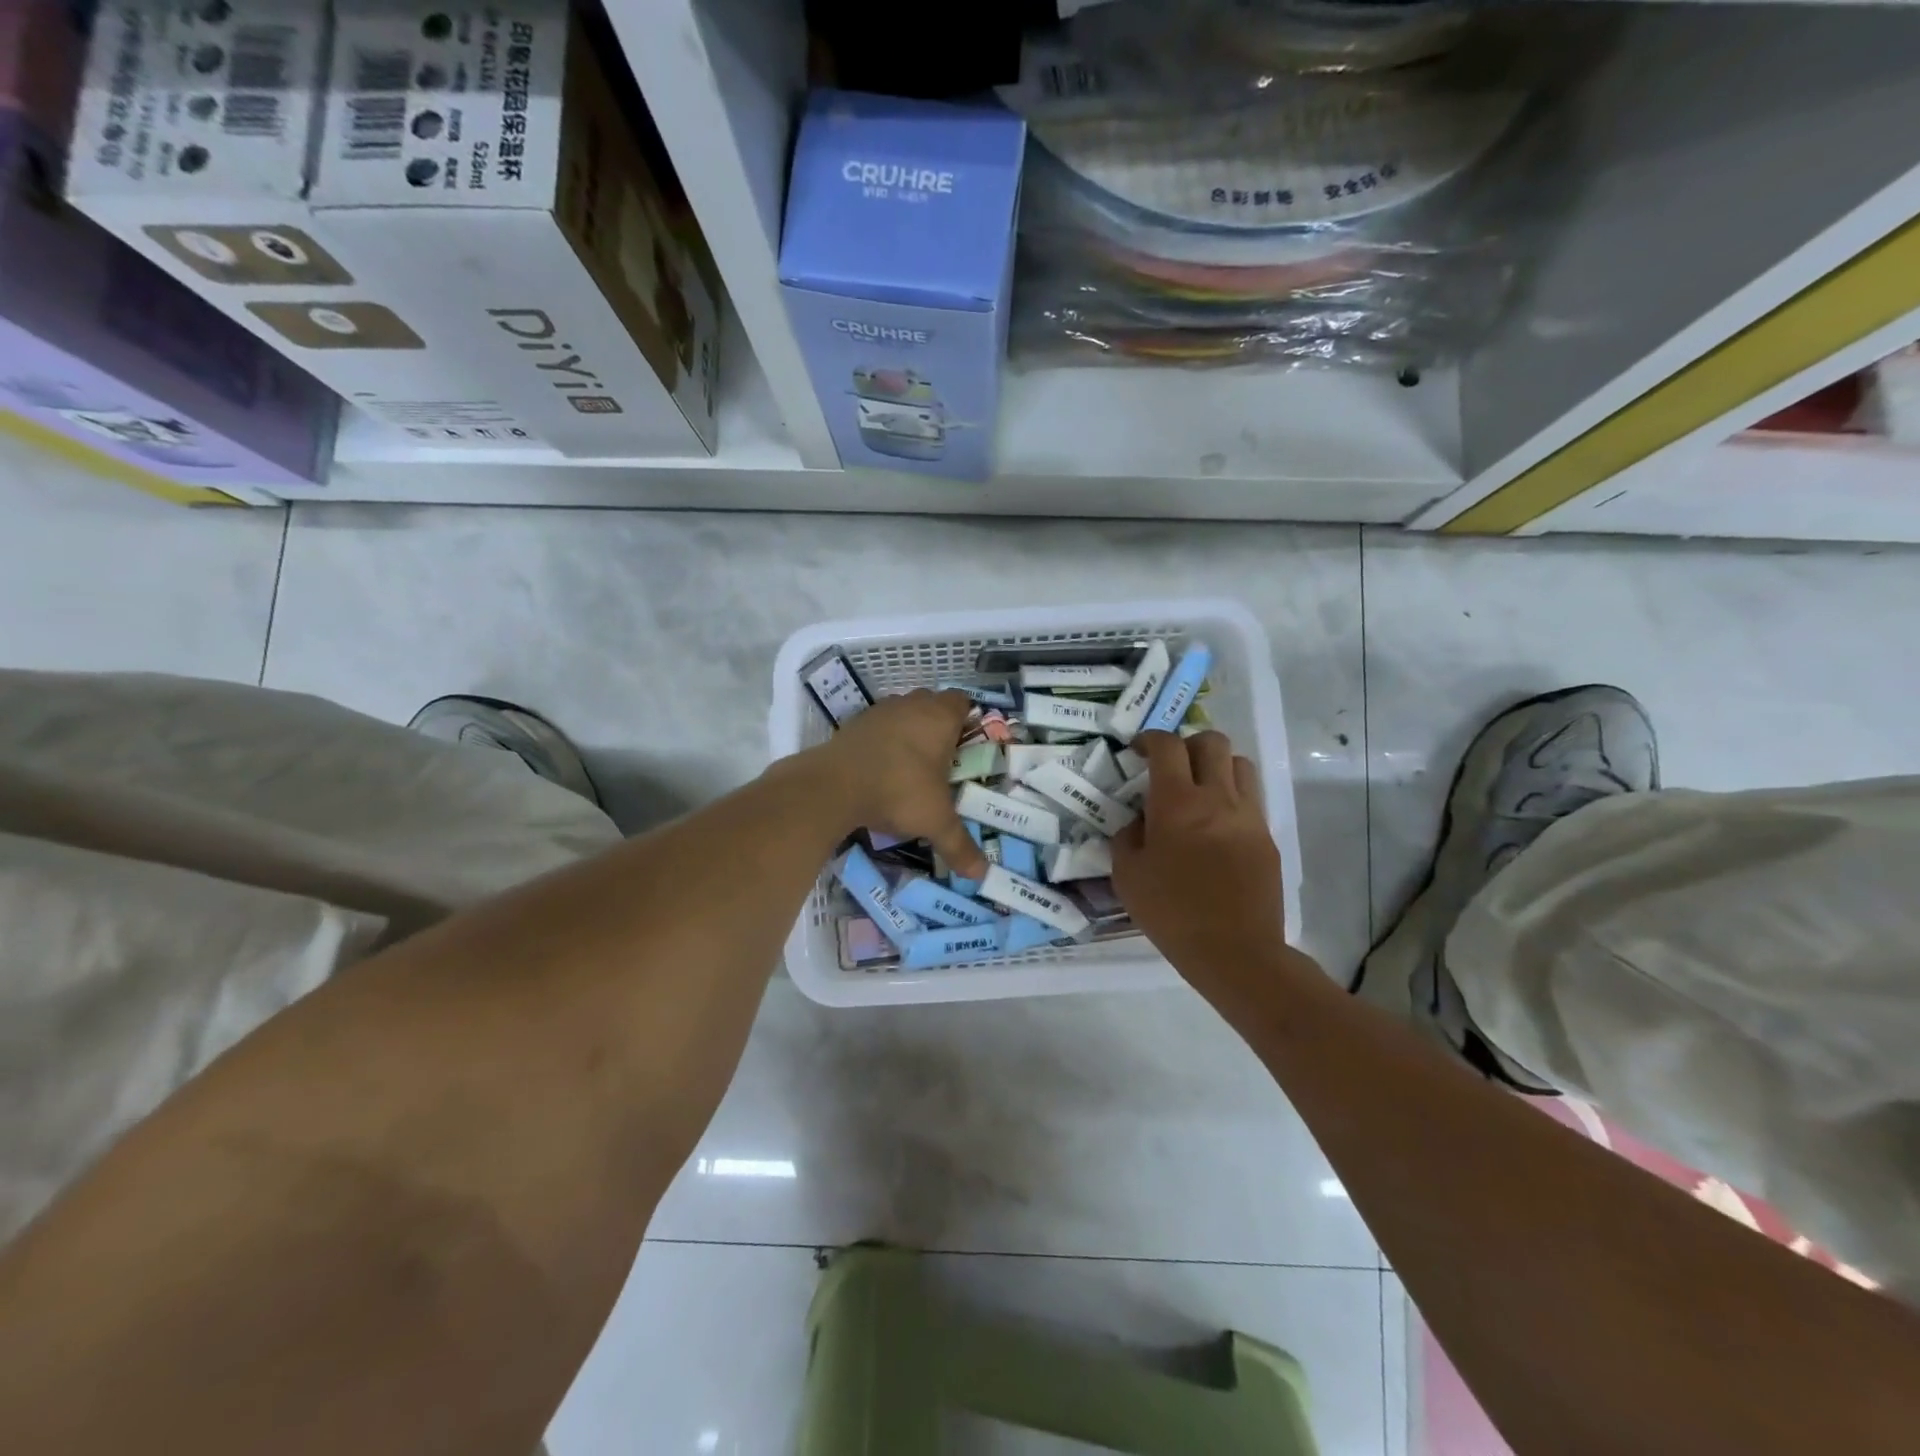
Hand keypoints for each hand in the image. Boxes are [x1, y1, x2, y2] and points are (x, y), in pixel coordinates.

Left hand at [812, 689, 988, 877]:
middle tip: (942, 759)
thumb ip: (960, 845)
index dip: (967, 720)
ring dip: (908, 731)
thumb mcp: (936, 821)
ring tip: (911, 766)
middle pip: (931, 703)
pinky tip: (881, 770)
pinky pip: (877, 727)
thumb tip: (981, 875)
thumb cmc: (899, 791)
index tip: (966, 747)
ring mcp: (879, 712)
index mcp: (940, 717)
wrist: (833, 786)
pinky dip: (882, 742)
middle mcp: (910, 705)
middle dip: (938, 726)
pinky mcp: (853, 725)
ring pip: (902, 712)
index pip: (962, 702)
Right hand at [1112, 730, 1285, 989]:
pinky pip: (1250, 798)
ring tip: (1199, 790)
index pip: (1167, 746)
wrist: (1235, 952)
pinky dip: (1231, 796)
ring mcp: (1248, 816)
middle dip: (1187, 744)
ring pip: (1239, 764)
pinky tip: (1215, 825)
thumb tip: (1139, 820)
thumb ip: (1127, 837)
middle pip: (1212, 742)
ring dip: (1216, 766)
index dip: (1150, 739)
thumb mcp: (1127, 876)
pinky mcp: (1266, 837)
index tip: (1138, 750)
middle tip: (1171, 766)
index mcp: (1177, 803)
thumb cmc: (1171, 913)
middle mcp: (1217, 798)